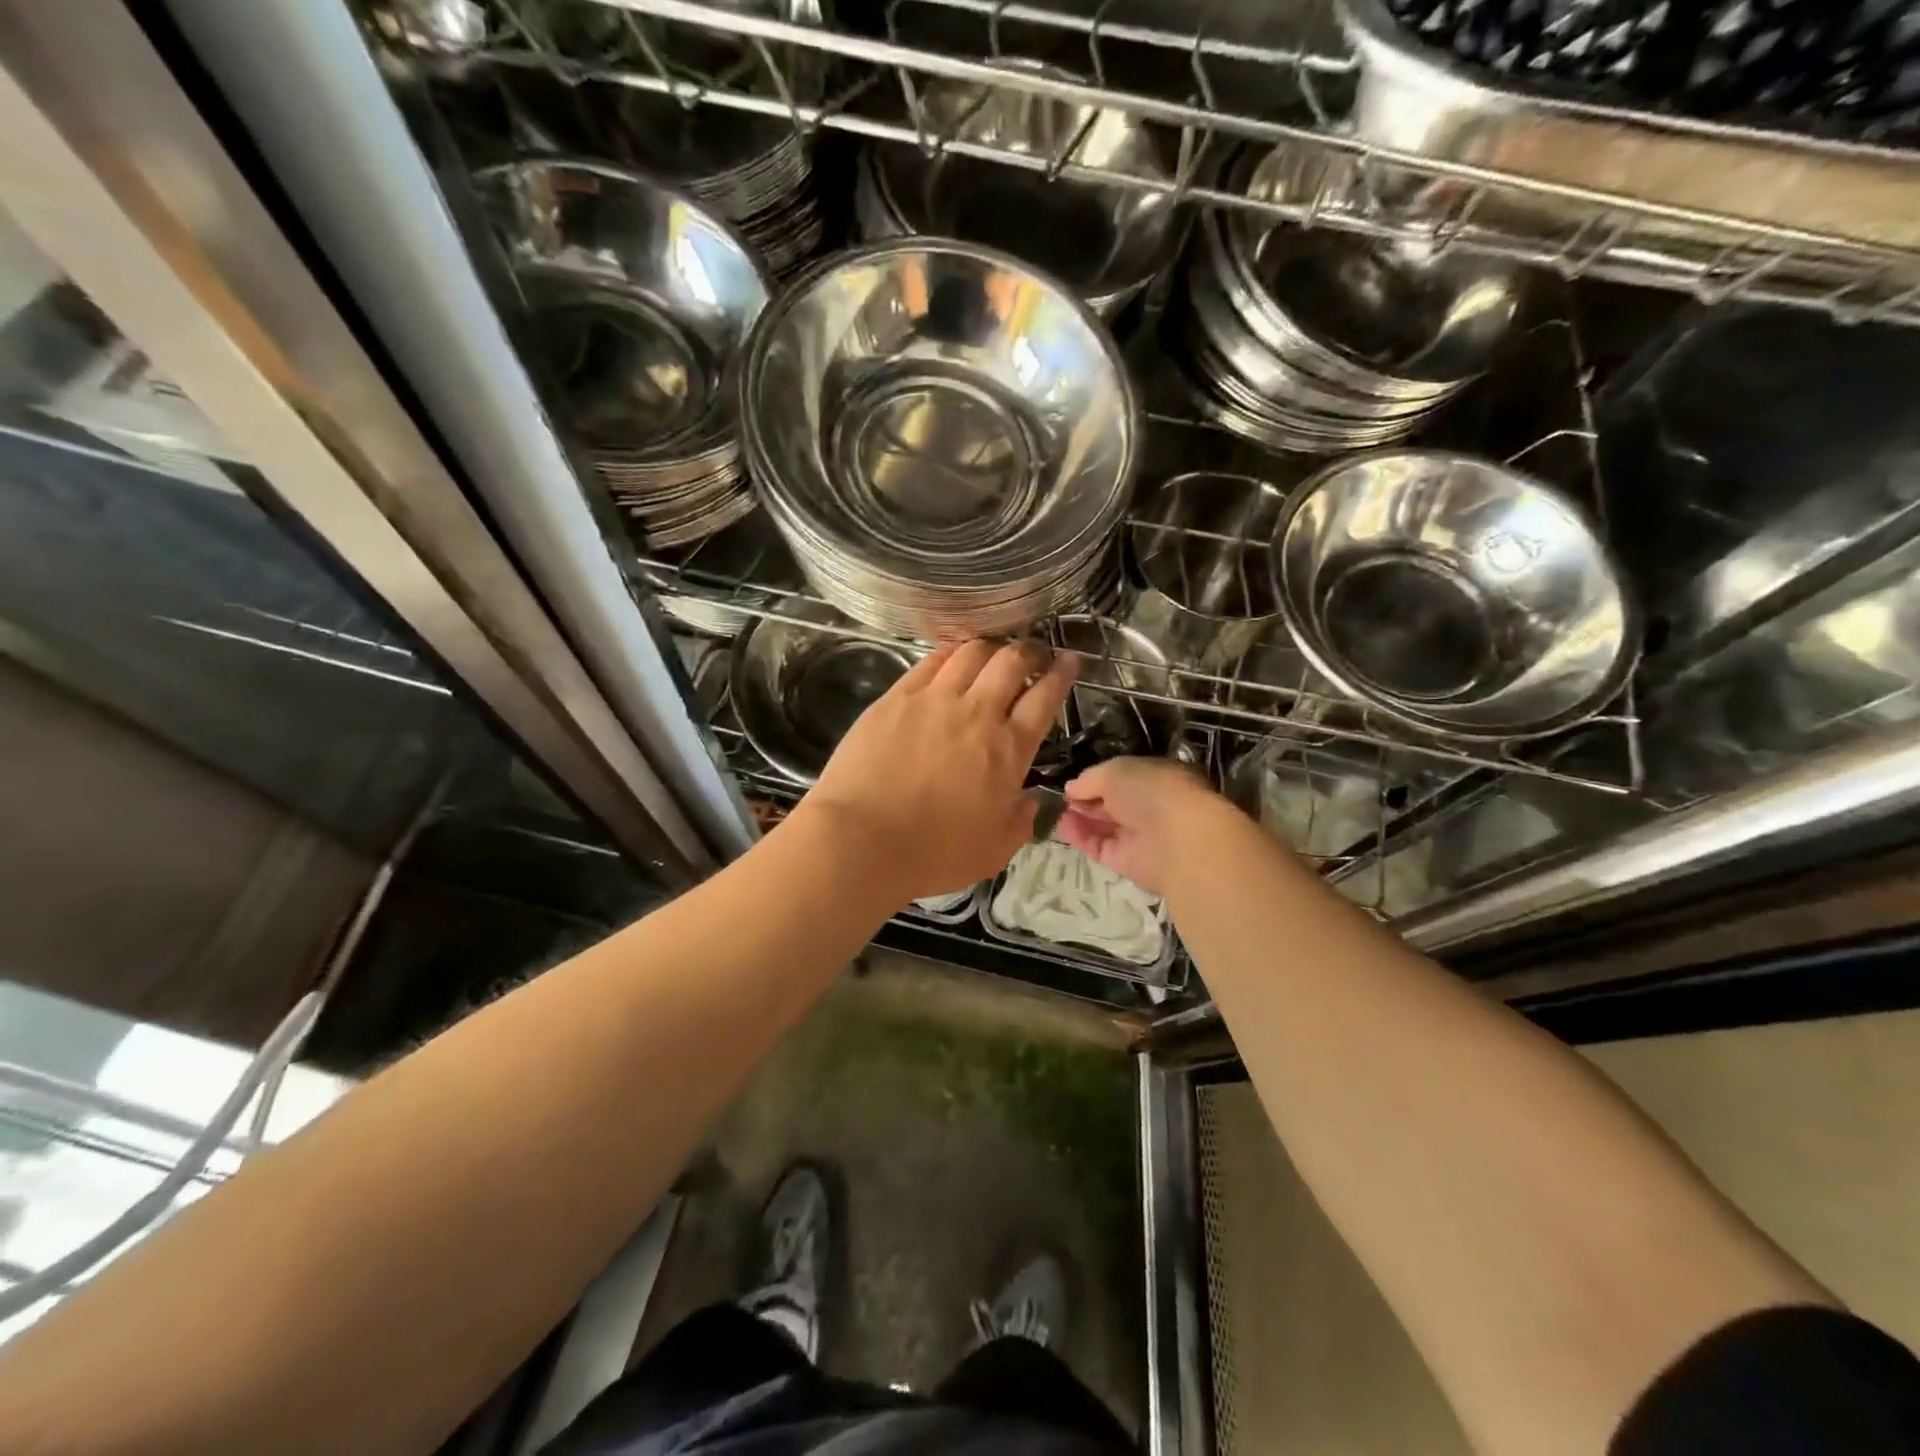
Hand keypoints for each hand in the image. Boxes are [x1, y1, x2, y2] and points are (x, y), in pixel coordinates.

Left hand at [802, 639, 1076, 903]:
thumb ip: (1020, 822)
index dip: (1062, 674)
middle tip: (1034, 652)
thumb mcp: (994, 851)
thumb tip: (1030, 800)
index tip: (1069, 661)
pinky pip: (930, 661)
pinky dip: (950, 652)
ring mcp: (934, 700)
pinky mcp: (896, 697)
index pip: (1044, 698)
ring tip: (994, 651)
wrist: (861, 840)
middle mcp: (977, 713)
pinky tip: (952, 655)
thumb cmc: (933, 853)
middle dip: (1031, 650)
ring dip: (991, 646)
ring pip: (972, 652)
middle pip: (1012, 662)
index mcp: (1008, 750)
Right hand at [1054, 756, 1221, 897]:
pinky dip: (1081, 838)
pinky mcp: (1128, 862)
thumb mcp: (1115, 770)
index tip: (1075, 782)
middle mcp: (1150, 808)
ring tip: (1057, 813)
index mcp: (1157, 779)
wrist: (1177, 839)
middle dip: (1087, 800)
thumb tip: (1071, 788)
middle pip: (1113, 804)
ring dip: (1080, 819)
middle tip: (1062, 798)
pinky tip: (1063, 828)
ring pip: (1105, 827)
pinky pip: (1100, 848)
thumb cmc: (1152, 791)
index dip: (1099, 780)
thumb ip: (1090, 778)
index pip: (1125, 779)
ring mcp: (1140, 836)